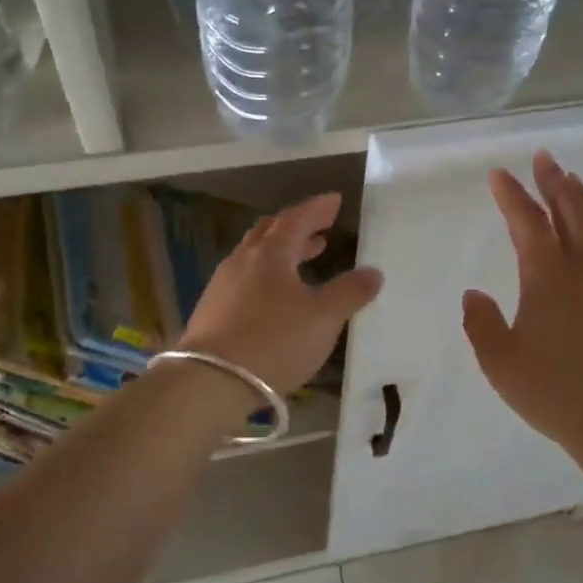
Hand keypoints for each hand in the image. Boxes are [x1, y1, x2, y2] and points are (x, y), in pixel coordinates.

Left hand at [177, 191, 382, 394]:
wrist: (209, 381)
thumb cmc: (274, 342)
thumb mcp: (323, 318)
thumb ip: (350, 292)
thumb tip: (373, 272)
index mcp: (271, 254)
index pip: (296, 218)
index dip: (317, 208)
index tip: (335, 200)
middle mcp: (243, 261)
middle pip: (270, 232)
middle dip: (297, 227)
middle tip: (320, 229)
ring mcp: (223, 285)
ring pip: (255, 256)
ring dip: (282, 252)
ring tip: (304, 260)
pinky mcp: (212, 311)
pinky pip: (244, 280)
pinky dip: (267, 276)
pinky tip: (276, 298)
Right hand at [463, 150, 582, 456]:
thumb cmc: (552, 391)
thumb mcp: (499, 361)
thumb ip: (482, 322)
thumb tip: (475, 294)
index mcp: (547, 276)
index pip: (527, 222)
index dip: (511, 195)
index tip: (499, 175)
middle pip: (570, 209)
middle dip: (553, 181)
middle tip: (544, 158)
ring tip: (574, 181)